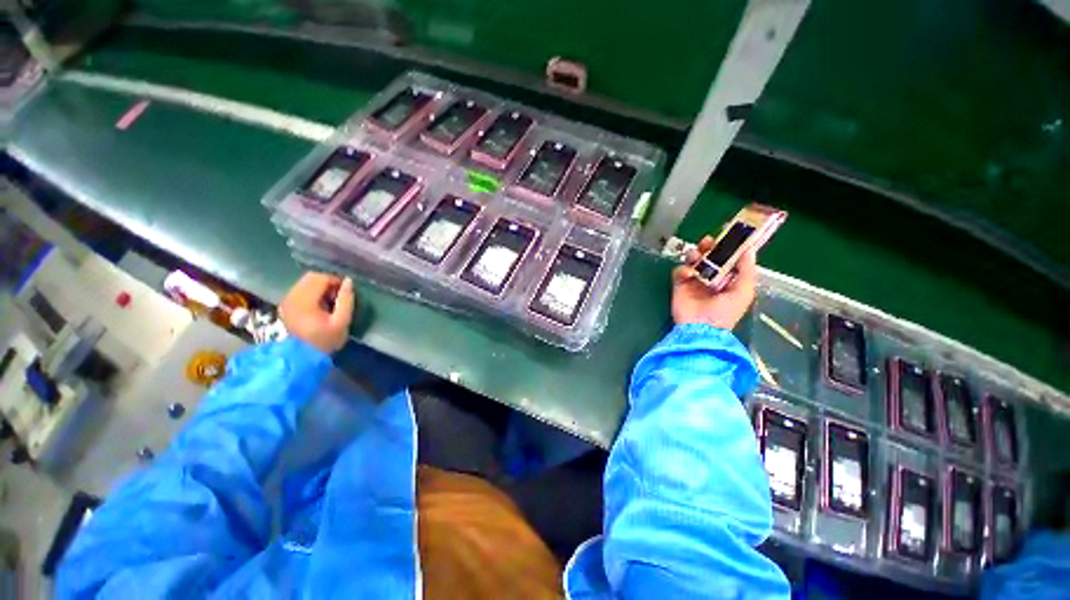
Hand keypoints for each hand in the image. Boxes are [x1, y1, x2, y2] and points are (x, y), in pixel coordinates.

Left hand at [279, 272, 354, 353]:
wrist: (302, 358)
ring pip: (305, 282)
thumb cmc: (325, 341)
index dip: (336, 281)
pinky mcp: (286, 306)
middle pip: (311, 277)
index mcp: (305, 300)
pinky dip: (312, 293)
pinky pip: (300, 290)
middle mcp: (292, 297)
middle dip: (328, 282)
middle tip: (338, 297)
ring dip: (320, 287)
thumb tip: (349, 281)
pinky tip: (319, 306)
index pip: (321, 278)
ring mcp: (286, 301)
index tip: (346, 293)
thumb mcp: (342, 321)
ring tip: (330, 302)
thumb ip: (346, 300)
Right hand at [671, 236, 757, 328]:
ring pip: (694, 261)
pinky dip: (683, 269)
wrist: (701, 328)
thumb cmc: (725, 312)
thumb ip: (747, 271)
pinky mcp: (679, 285)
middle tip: (708, 241)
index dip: (729, 247)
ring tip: (697, 255)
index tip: (728, 234)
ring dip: (695, 254)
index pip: (729, 259)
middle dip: (709, 247)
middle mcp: (711, 278)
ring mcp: (694, 281)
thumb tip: (749, 249)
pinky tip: (689, 273)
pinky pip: (679, 271)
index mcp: (729, 280)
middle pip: (710, 257)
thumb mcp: (743, 292)